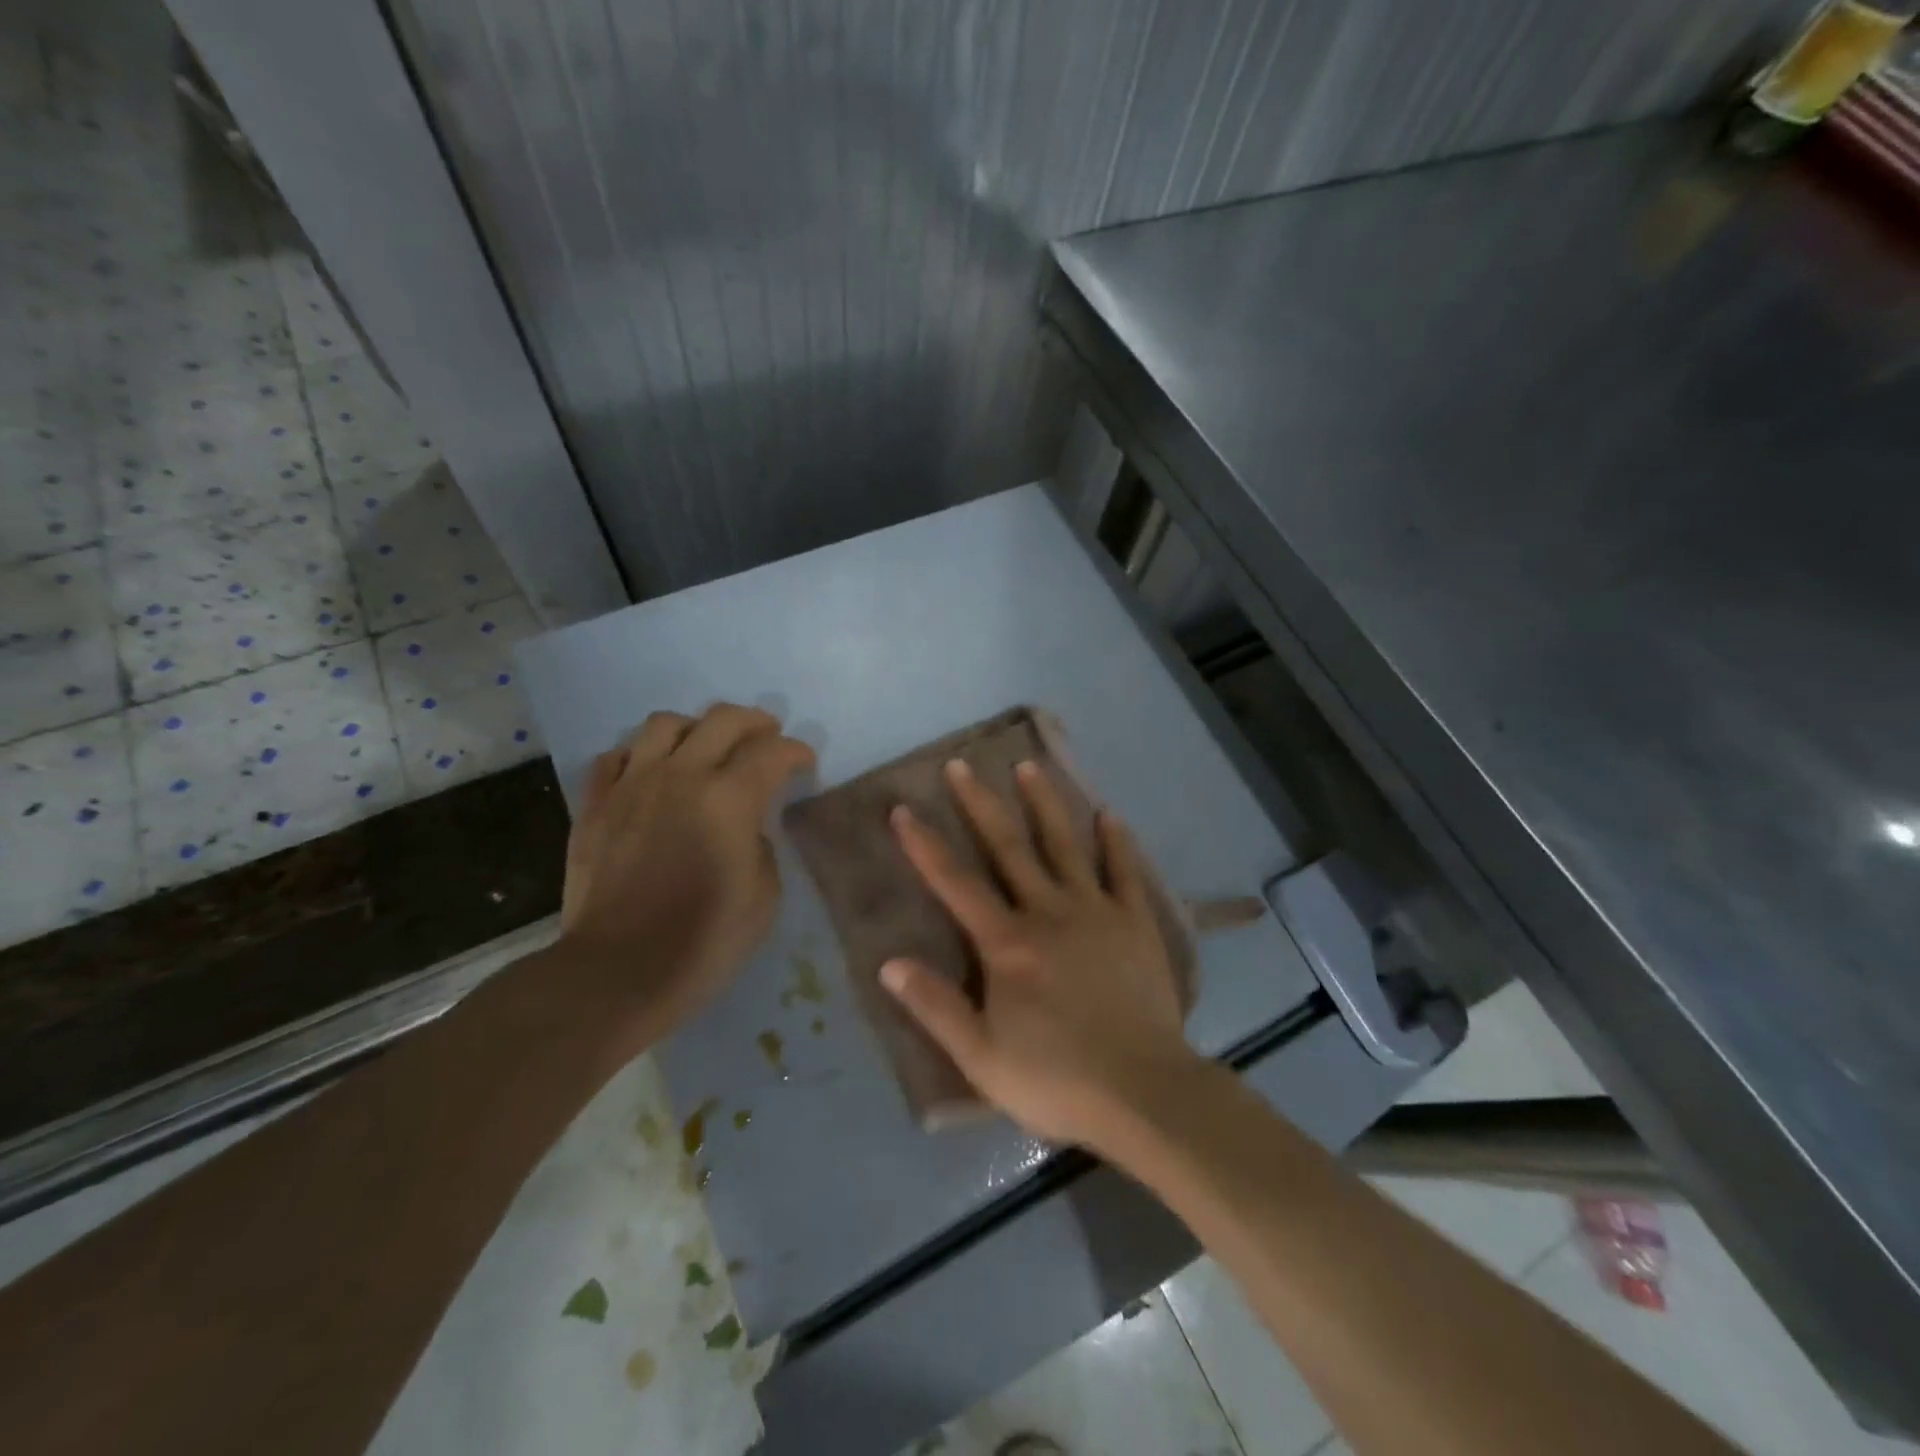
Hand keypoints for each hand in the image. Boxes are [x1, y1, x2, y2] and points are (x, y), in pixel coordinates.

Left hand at [557, 704, 814, 1039]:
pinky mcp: (595, 805)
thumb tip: (744, 826)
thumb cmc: (704, 939)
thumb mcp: (764, 894)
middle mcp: (681, 775)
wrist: (618, 972)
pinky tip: (651, 774)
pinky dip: (640, 756)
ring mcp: (632, 785)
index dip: (797, 752)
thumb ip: (760, 843)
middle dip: (755, 722)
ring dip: (695, 728)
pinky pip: (615, 756)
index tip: (805, 763)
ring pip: (664, 724)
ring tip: (705, 748)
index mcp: (730, 798)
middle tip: (767, 738)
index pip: (774, 751)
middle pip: (723, 719)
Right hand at [882, 758, 1201, 1149]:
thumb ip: (935, 1007)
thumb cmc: (1056, 1079)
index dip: (924, 845)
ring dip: (1044, 804)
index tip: (902, 809)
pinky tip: (1109, 814)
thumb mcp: (981, 1056)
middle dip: (979, 804)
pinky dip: (1116, 842)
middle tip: (961, 765)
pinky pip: (1123, 872)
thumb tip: (889, 963)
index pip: (955, 883)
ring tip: (1028, 766)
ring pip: (1065, 845)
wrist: (1144, 1092)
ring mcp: (1096, 912)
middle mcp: (1048, 912)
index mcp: (1007, 943)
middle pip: (1008, 848)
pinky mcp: (1136, 923)